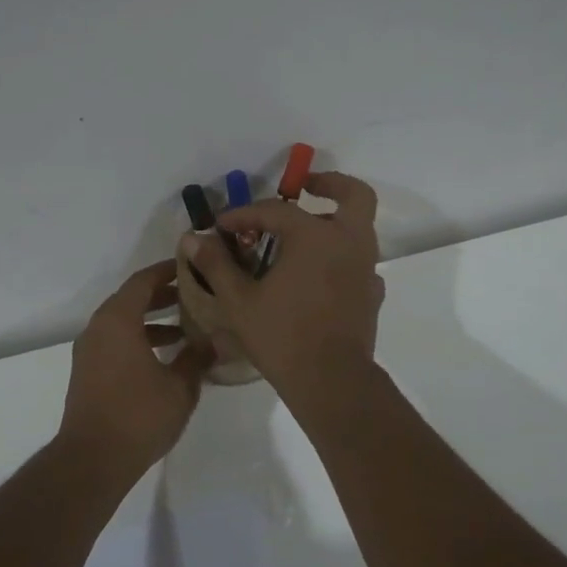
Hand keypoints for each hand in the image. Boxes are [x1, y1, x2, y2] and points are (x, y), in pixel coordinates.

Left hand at [58, 260, 209, 481]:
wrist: (92, 459)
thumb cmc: (139, 415)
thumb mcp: (180, 386)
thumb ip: (197, 358)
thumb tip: (216, 341)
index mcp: (118, 321)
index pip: (142, 281)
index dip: (166, 271)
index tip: (190, 266)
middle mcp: (98, 329)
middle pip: (131, 300)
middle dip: (162, 296)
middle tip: (195, 295)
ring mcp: (89, 352)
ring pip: (123, 323)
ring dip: (152, 321)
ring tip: (186, 328)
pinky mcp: (88, 373)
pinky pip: (116, 342)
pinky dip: (139, 339)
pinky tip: (165, 357)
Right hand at [180, 172, 385, 402]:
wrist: (331, 381)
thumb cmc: (282, 337)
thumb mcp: (239, 300)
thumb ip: (217, 264)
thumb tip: (193, 238)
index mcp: (315, 236)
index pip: (276, 210)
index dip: (245, 213)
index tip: (222, 225)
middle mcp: (348, 242)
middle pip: (353, 195)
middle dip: (329, 185)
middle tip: (304, 187)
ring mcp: (366, 268)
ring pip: (359, 227)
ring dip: (334, 221)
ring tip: (302, 236)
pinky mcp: (373, 293)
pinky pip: (360, 261)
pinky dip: (341, 256)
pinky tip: (318, 274)